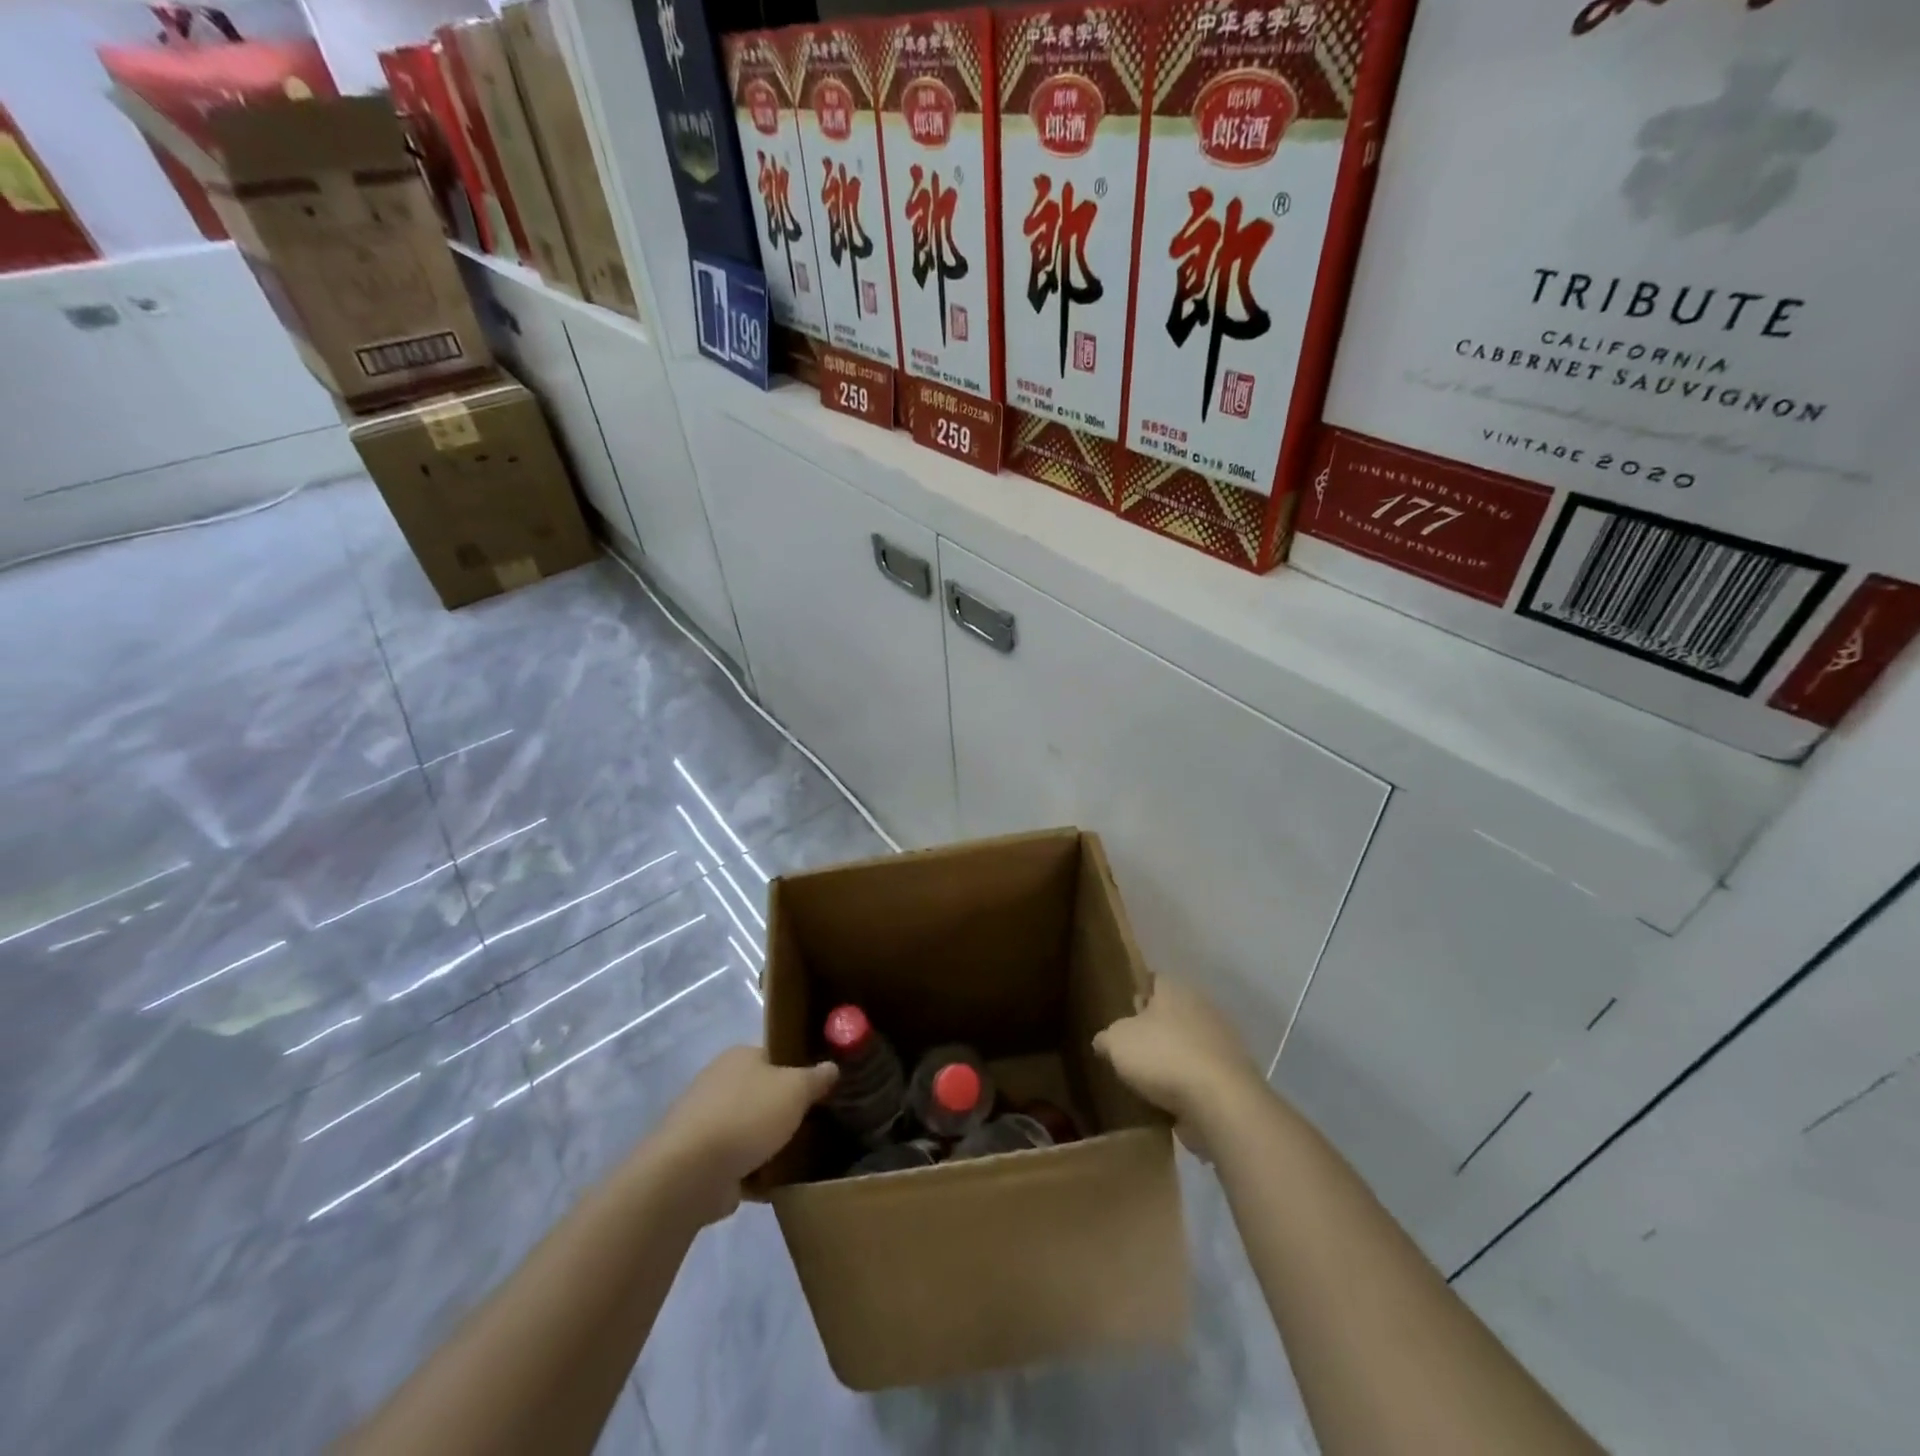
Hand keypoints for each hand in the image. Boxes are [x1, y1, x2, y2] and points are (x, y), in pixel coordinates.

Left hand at [650, 1047, 836, 1223]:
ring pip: (749, 1128)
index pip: (775, 1055)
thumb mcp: (795, 1089)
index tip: (822, 1088)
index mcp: (739, 1057)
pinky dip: (754, 1172)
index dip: (799, 1068)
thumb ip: (816, 1077)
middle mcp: (719, 1082)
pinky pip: (737, 1162)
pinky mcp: (700, 1160)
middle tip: (815, 1123)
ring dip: (769, 1144)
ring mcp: (706, 1122)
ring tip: (801, 1157)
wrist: (690, 1173)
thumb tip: (831, 1067)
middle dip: (784, 1109)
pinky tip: (777, 1183)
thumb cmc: (747, 1116)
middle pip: (762, 1092)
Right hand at [1092, 978, 1264, 1154]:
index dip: (1138, 994)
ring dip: (1173, 1058)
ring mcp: (1222, 1042)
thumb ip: (1107, 1038)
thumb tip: (1103, 1041)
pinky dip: (1189, 1084)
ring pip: (1189, 1043)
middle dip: (1156, 1029)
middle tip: (1133, 1048)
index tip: (1124, 1013)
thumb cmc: (1163, 1056)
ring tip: (1149, 1079)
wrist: (1221, 1102)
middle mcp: (1202, 1007)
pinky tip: (1171, 1101)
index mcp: (1175, 989)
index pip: (1154, 980)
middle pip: (1173, 1012)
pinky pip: (1202, 1073)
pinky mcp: (1233, 1075)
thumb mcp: (1117, 1043)